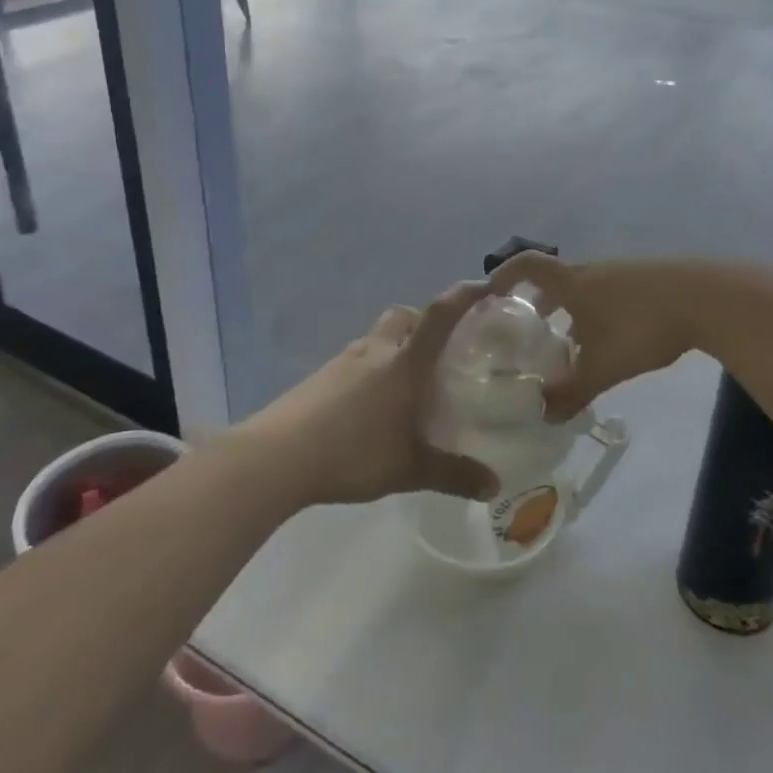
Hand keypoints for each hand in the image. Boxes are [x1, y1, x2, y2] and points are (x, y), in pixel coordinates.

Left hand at [240, 283, 500, 506]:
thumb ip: (454, 475)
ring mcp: (343, 361)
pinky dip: (370, 372)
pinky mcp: (320, 378)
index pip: (440, 315)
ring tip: (405, 388)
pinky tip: (369, 408)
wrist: (278, 456)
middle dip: (423, 324)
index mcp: (405, 362)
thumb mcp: (411, 469)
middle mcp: (376, 351)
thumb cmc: (354, 452)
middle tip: (439, 351)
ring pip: (377, 340)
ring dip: (394, 350)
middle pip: (404, 317)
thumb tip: (495, 486)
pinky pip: (355, 362)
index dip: (464, 296)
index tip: (486, 285)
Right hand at [486, 253, 701, 419]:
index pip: (528, 265)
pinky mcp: (648, 280)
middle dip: (539, 303)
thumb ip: (571, 392)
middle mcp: (593, 271)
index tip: (491, 293)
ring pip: (585, 289)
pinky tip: (612, 342)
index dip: (505, 274)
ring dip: (571, 311)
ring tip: (571, 344)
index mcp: (573, 283)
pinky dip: (598, 312)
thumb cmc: (642, 327)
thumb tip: (543, 415)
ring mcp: (623, 272)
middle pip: (556, 280)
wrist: (705, 298)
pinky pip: (609, 293)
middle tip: (530, 330)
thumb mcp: (602, 368)